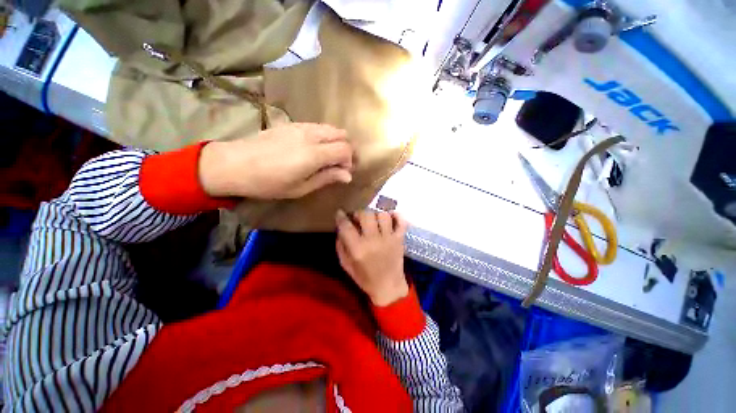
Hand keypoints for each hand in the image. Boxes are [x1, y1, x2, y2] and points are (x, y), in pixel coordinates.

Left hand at [199, 123, 352, 198]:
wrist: (235, 164)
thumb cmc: (269, 183)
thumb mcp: (301, 188)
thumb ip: (327, 178)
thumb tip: (348, 176)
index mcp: (314, 154)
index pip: (345, 149)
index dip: (350, 161)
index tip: (344, 172)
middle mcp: (311, 135)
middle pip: (342, 134)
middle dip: (347, 149)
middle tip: (341, 164)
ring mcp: (301, 126)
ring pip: (331, 128)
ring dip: (336, 141)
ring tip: (329, 157)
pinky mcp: (292, 124)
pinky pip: (318, 126)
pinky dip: (325, 136)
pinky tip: (315, 149)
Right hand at [336, 210, 409, 306]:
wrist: (388, 287)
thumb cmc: (365, 278)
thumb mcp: (346, 265)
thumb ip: (341, 246)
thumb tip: (340, 228)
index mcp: (358, 249)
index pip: (346, 226)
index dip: (341, 217)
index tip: (340, 213)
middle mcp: (373, 240)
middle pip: (365, 215)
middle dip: (358, 213)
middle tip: (358, 218)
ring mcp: (389, 238)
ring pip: (382, 215)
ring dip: (376, 214)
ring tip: (373, 220)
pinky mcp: (400, 239)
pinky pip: (401, 222)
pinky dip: (397, 216)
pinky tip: (390, 216)